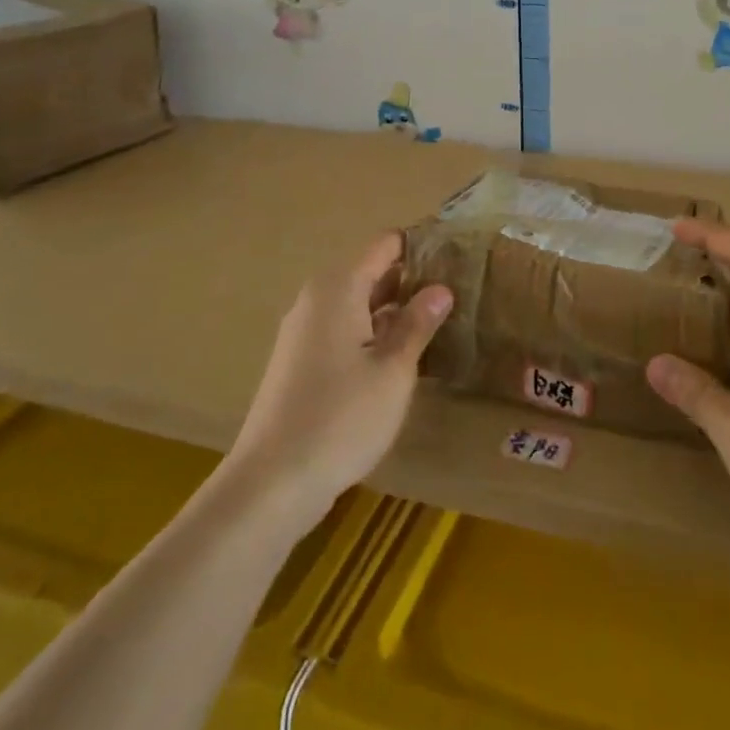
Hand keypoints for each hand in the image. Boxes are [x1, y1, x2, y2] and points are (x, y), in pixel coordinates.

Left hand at [224, 233, 451, 525]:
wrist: (271, 483)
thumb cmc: (341, 417)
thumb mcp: (394, 370)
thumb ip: (418, 323)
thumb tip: (441, 287)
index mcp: (339, 287)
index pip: (385, 245)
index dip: (421, 246)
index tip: (456, 256)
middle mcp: (317, 299)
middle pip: (372, 273)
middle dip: (412, 280)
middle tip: (458, 292)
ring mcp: (304, 332)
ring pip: (359, 305)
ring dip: (395, 311)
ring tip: (440, 322)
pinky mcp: (300, 363)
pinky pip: (345, 331)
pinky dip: (374, 335)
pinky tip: (403, 358)